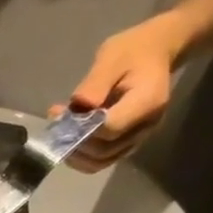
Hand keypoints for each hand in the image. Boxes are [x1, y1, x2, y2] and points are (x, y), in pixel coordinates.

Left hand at [54, 13, 189, 171]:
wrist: (155, 52)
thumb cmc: (132, 50)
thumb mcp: (111, 57)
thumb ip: (95, 84)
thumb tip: (78, 106)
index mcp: (147, 103)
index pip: (110, 129)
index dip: (84, 128)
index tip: (63, 115)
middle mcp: (145, 127)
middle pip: (104, 151)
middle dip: (75, 142)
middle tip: (57, 121)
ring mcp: (138, 138)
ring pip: (100, 162)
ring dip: (74, 153)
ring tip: (59, 131)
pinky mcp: (128, 143)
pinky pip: (102, 159)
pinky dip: (82, 154)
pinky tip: (70, 136)